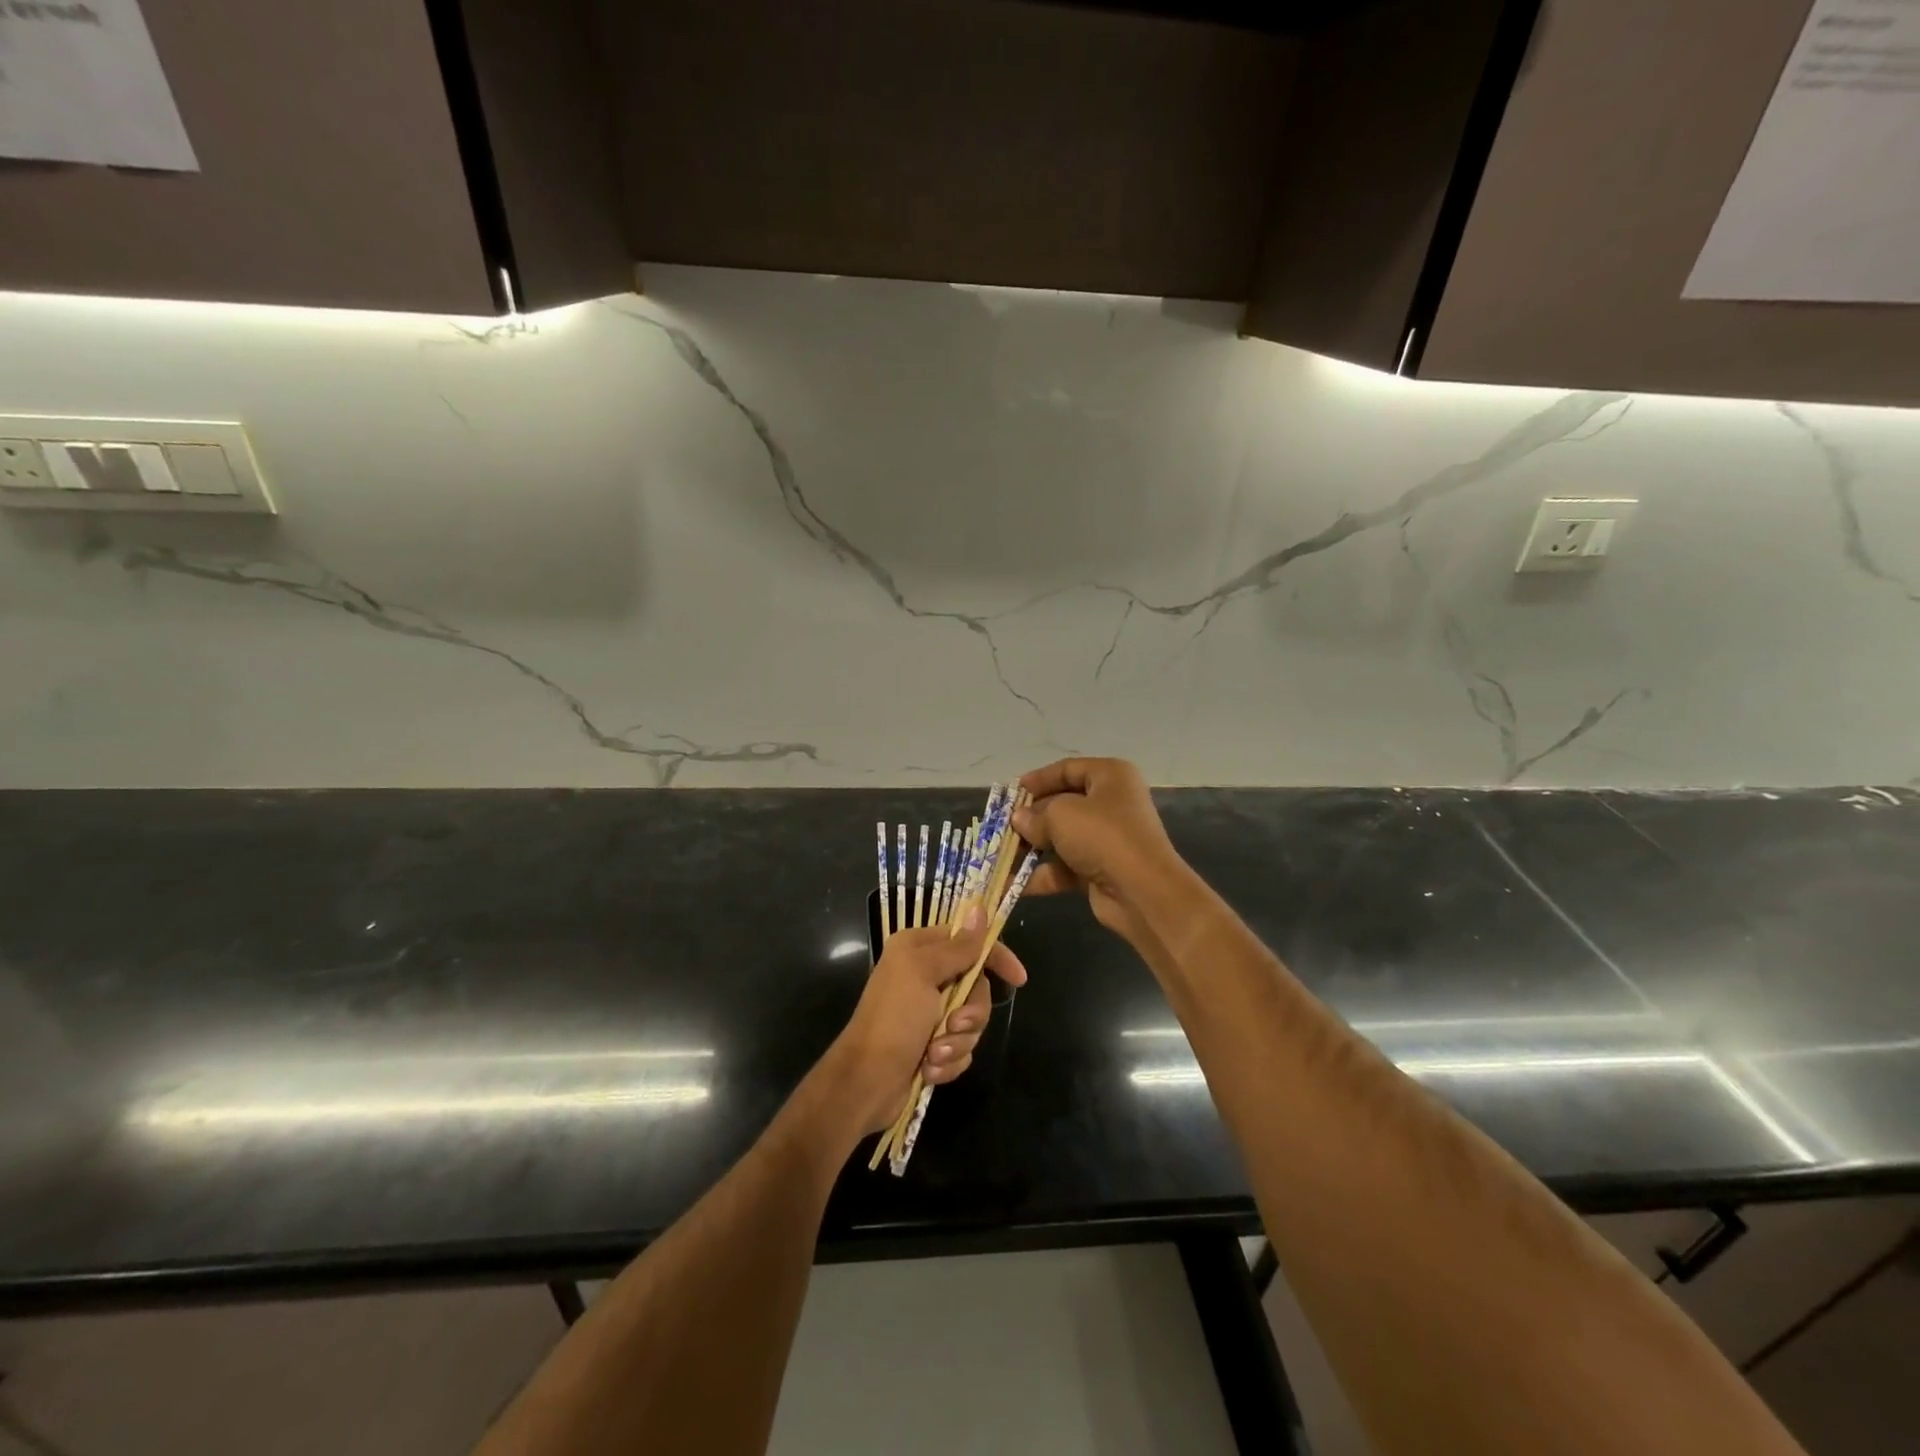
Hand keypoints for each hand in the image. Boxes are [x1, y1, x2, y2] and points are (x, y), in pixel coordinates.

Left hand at [821, 908, 1028, 1135]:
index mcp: (919, 950)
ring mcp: (930, 1014)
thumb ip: (958, 946)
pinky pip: (962, 1049)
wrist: (867, 1081)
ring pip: (972, 1022)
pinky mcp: (933, 1046)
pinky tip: (929, 1069)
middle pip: (976, 987)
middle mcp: (925, 976)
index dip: (995, 957)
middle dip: (971, 1012)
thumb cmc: (893, 1018)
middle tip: (954, 1025)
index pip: (969, 942)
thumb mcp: (924, 973)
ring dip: (957, 1042)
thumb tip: (980, 909)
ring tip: (934, 1054)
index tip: (1017, 978)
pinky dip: (949, 1061)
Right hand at [1011, 757, 1185, 948]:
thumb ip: (1035, 815)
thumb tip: (1019, 819)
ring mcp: (1107, 839)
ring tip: (999, 855)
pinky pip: (1064, 867)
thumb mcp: (1061, 815)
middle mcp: (1112, 803)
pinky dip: (1040, 874)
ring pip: (1061, 838)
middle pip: (1062, 805)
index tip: (1012, 793)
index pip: (1068, 769)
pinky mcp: (1101, 870)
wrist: (1142, 891)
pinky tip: (1011, 884)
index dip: (1038, 779)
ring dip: (1031, 848)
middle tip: (1002, 826)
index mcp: (1110, 776)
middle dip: (1031, 817)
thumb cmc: (1102, 836)